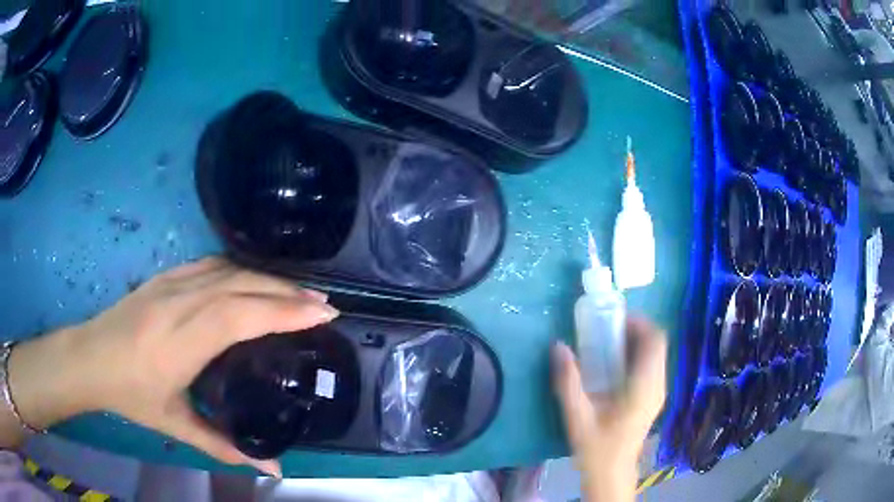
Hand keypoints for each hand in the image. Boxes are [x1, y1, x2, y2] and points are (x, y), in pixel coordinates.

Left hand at [7, 258, 338, 476]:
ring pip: (228, 270)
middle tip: (324, 304)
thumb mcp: (175, 425)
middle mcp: (178, 303)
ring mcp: (170, 284)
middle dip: (286, 292)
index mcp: (180, 342)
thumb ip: (224, 446)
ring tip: (298, 292)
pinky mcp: (164, 276)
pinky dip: (241, 269)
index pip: (239, 315)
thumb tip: (272, 469)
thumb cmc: (129, 394)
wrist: (88, 357)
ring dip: (267, 278)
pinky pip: (211, 264)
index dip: (282, 311)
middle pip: (240, 286)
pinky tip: (254, 279)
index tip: (321, 315)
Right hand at [552, 316, 666, 501]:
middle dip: (635, 330)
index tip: (613, 320)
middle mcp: (658, 385)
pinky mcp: (653, 398)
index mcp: (645, 386)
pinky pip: (651, 365)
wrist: (611, 473)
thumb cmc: (597, 447)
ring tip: (608, 343)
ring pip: (656, 353)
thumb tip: (558, 346)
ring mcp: (658, 392)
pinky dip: (637, 355)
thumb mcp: (577, 415)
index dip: (639, 323)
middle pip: (657, 343)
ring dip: (636, 342)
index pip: (655, 340)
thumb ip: (568, 381)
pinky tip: (614, 365)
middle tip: (606, 330)